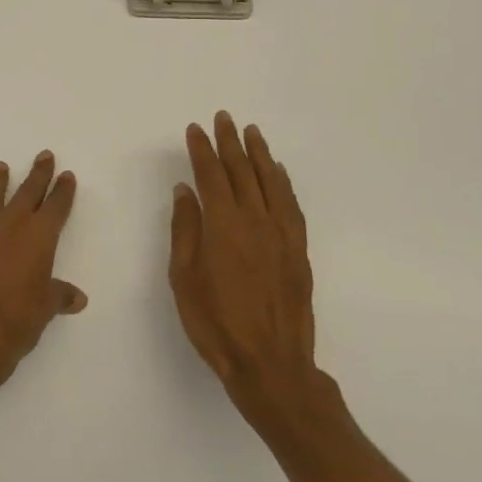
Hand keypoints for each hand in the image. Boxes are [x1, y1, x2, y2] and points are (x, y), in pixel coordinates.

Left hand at [0, 151, 86, 391]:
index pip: (56, 206)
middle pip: (28, 191)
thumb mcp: (45, 308)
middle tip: (44, 155)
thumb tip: (77, 297)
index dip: (63, 191)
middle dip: (38, 174)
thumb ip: (59, 296)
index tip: (66, 175)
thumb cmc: (17, 319)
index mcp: (39, 236)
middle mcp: (11, 225)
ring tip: (1, 167)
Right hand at [169, 113, 335, 429]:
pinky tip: (278, 172)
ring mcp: (281, 234)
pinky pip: (291, 205)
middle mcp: (255, 220)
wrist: (270, 363)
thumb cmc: (215, 322)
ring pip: (270, 182)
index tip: (195, 129)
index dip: (201, 150)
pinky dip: (283, 183)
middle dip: (230, 142)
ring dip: (259, 154)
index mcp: (223, 225)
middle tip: (223, 118)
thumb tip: (186, 190)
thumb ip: (185, 229)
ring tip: (251, 132)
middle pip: (241, 171)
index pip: (210, 175)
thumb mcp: (183, 277)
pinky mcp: (298, 250)